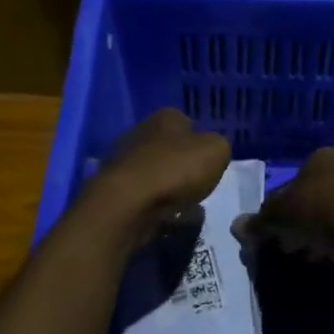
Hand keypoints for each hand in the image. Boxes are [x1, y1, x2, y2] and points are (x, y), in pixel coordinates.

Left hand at [81, 108, 231, 244]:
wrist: (127, 202)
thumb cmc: (176, 170)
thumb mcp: (216, 151)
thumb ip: (219, 146)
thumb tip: (212, 150)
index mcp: (165, 117)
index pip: (187, 122)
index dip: (200, 141)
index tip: (208, 161)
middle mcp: (140, 132)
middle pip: (168, 148)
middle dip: (181, 165)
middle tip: (197, 185)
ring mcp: (123, 160)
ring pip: (154, 171)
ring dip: (167, 186)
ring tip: (182, 206)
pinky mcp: (113, 188)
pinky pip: (141, 194)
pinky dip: (152, 203)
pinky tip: (163, 215)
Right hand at [238, 146, 333, 270]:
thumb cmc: (314, 211)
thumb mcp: (277, 216)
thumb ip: (258, 221)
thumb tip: (237, 227)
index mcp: (323, 157)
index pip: (295, 181)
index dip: (281, 207)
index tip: (276, 230)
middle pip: (316, 196)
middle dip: (302, 221)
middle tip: (290, 244)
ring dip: (320, 232)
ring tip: (308, 255)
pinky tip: (328, 257)